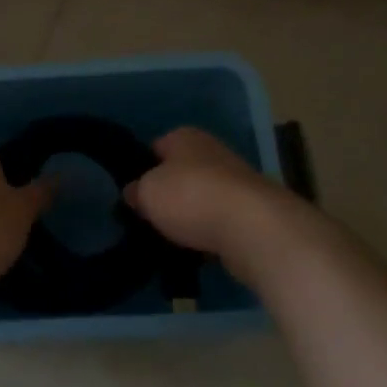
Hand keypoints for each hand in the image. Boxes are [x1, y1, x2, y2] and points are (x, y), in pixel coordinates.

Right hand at [123, 127, 303, 284]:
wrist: (252, 227)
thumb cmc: (191, 197)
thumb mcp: (147, 192)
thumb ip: (136, 191)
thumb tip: (134, 193)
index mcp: (185, 136)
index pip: (155, 148)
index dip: (142, 170)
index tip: (134, 195)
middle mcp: (212, 150)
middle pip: (181, 173)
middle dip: (169, 194)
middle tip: (151, 219)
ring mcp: (236, 180)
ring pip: (202, 197)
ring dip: (191, 216)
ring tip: (173, 239)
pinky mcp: (252, 210)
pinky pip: (221, 220)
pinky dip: (211, 232)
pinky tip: (199, 249)